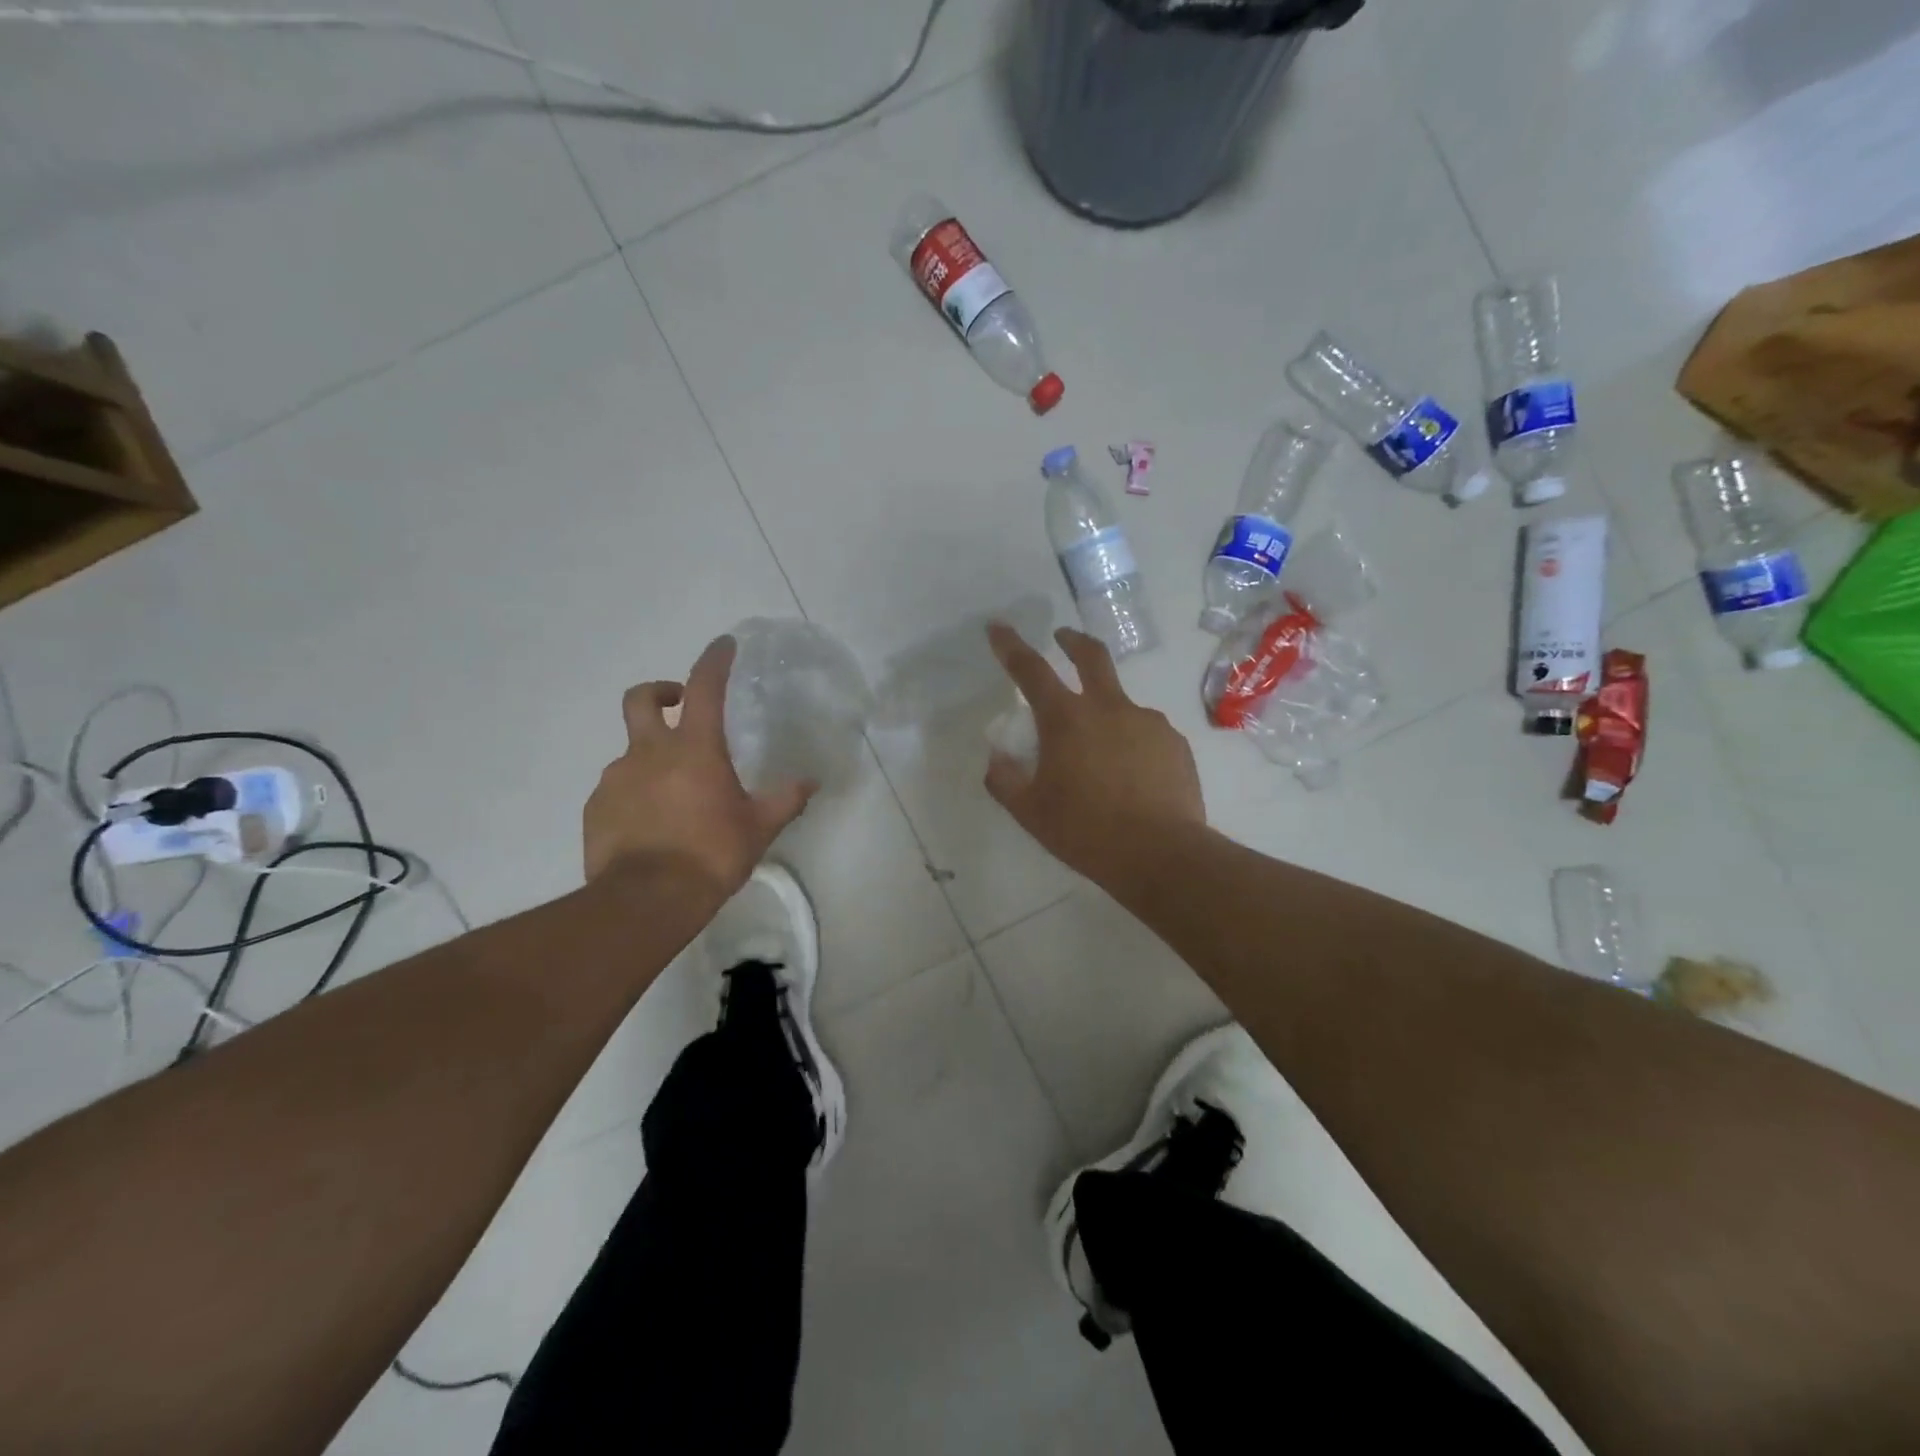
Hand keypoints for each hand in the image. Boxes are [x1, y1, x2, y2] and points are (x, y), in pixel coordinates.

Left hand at [585, 635, 814, 896]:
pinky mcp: (596, 807)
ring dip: (651, 757)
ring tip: (674, 793)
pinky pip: (618, 788)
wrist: (646, 900)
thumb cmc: (711, 854)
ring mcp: (616, 778)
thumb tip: (811, 782)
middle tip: (679, 706)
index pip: (704, 687)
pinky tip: (651, 823)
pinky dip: (635, 793)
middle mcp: (649, 752)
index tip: (723, 645)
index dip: (714, 660)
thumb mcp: (758, 828)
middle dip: (661, 691)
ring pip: (631, 750)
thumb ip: (785, 800)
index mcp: (694, 748)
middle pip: (643, 698)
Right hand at [984, 624, 1203, 880]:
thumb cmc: (1085, 832)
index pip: (1031, 670)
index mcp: (1067, 720)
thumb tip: (997, 757)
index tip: (998, 627)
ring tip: (1102, 757)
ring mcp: (1148, 723)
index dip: (1011, 646)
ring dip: (1105, 713)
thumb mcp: (1030, 812)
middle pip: (1091, 657)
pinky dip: (1132, 744)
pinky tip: (1133, 777)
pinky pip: (1146, 734)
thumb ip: (1004, 779)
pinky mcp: (1175, 744)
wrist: (1161, 855)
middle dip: (1072, 641)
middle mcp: (1109, 708)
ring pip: (1121, 704)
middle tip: (1063, 638)